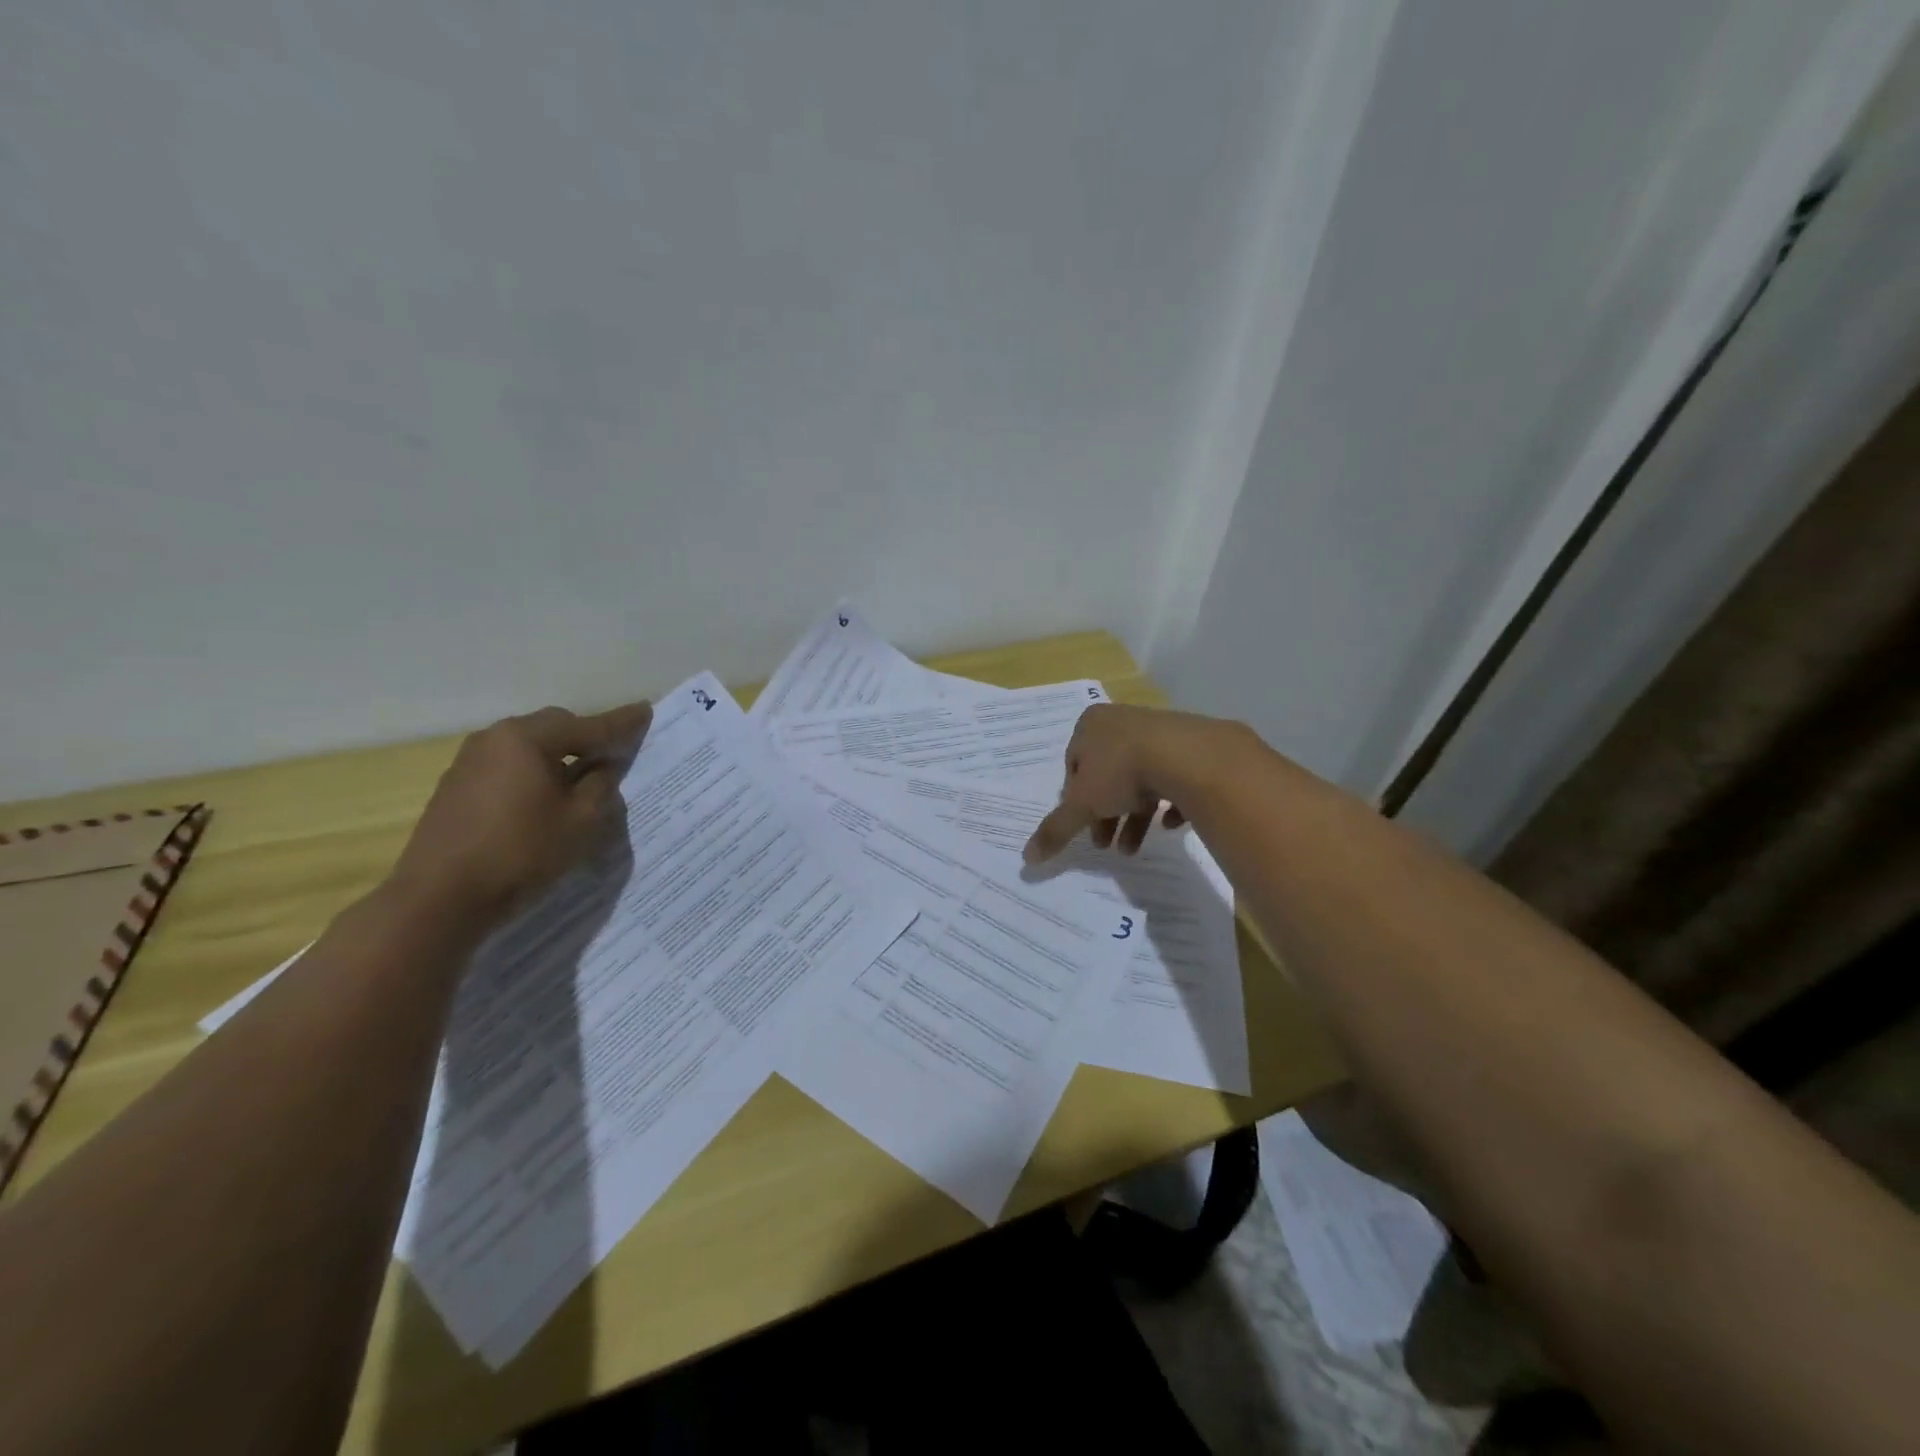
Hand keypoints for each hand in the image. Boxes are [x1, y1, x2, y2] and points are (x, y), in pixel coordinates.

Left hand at [389, 701, 653, 921]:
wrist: (440, 897)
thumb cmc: (522, 852)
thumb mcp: (582, 820)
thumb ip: (601, 784)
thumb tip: (603, 766)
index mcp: (528, 738)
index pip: (588, 726)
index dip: (621, 723)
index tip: (645, 711)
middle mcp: (495, 738)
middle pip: (554, 727)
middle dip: (586, 737)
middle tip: (613, 755)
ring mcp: (470, 761)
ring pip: (528, 746)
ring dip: (558, 756)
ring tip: (580, 779)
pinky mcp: (456, 786)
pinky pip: (508, 765)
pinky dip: (533, 772)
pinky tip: (543, 798)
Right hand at [1024, 703, 1250, 863]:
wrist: (1188, 757)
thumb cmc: (1122, 771)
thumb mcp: (1082, 805)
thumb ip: (1056, 829)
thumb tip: (1027, 857)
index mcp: (1090, 724)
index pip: (1073, 765)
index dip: (1075, 800)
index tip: (1082, 825)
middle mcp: (1122, 721)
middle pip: (1107, 775)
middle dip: (1105, 814)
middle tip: (1105, 844)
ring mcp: (1158, 731)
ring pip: (1139, 779)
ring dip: (1133, 816)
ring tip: (1133, 848)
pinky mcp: (1190, 746)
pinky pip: (1173, 778)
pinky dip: (1169, 804)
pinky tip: (1169, 825)